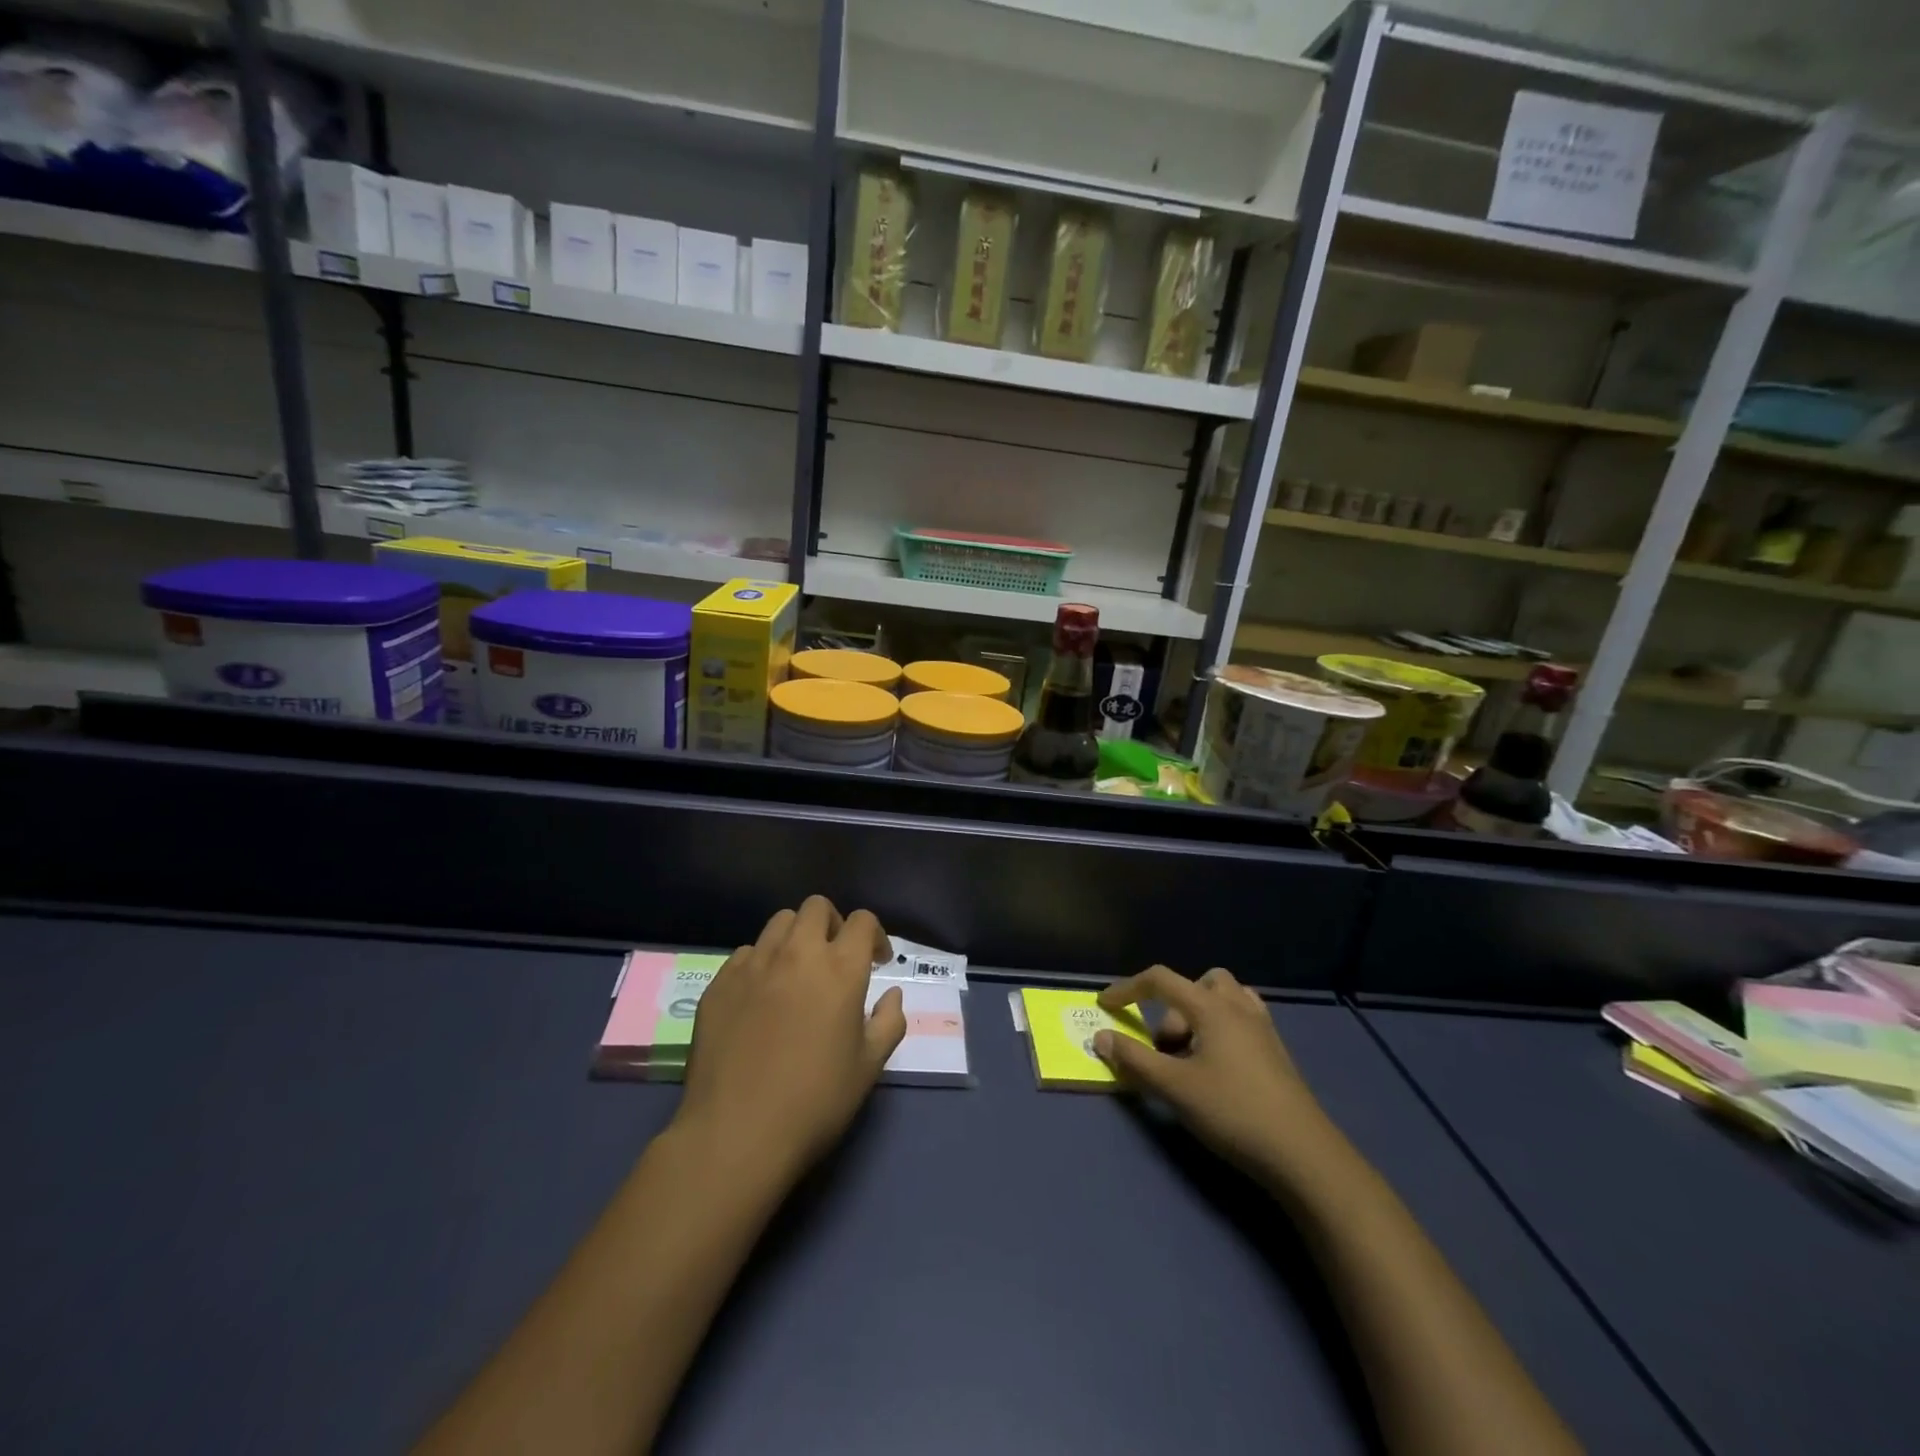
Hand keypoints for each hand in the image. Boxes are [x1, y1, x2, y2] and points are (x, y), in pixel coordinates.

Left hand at [674, 897, 904, 1185]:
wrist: (736, 1134)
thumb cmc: (814, 1102)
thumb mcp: (868, 1068)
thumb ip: (888, 1023)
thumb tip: (892, 996)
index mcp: (840, 969)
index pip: (862, 921)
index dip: (874, 935)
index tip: (876, 962)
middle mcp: (797, 954)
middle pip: (817, 908)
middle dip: (833, 924)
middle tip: (836, 959)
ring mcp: (753, 965)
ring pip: (779, 923)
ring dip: (796, 938)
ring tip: (797, 972)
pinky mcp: (719, 983)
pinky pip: (745, 954)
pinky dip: (761, 963)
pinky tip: (761, 998)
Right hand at [1094, 966, 1346, 1187]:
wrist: (1303, 1154)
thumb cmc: (1233, 1112)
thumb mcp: (1174, 1087)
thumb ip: (1134, 1059)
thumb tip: (1101, 1036)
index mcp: (1211, 1008)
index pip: (1161, 980)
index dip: (1128, 988)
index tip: (1105, 1006)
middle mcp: (1238, 1007)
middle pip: (1196, 984)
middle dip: (1172, 1008)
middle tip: (1166, 1049)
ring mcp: (1262, 1028)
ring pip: (1224, 998)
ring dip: (1198, 1014)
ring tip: (1191, 1054)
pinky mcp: (1276, 1052)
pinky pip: (1242, 1018)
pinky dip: (1221, 1027)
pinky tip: (1218, 1064)